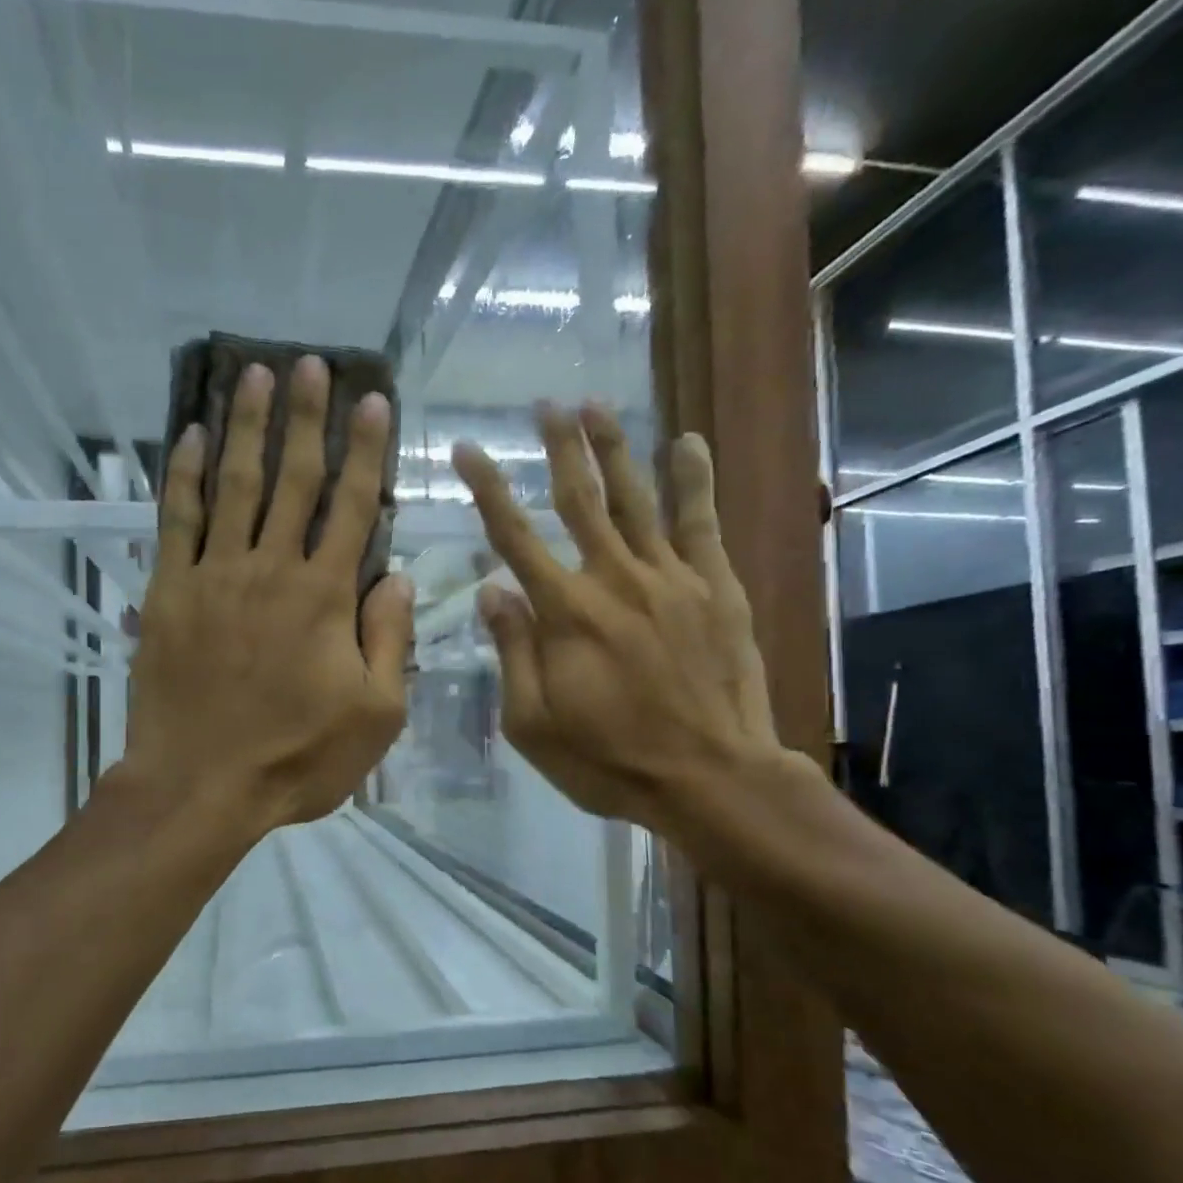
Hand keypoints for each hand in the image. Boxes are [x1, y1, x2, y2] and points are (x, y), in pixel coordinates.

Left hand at [121, 357, 414, 835]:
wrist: (200, 786)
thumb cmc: (296, 759)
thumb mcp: (374, 716)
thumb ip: (389, 642)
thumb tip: (398, 579)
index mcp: (325, 598)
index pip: (353, 507)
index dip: (366, 451)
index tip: (372, 401)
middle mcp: (271, 570)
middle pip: (293, 480)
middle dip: (305, 417)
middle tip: (308, 363)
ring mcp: (214, 576)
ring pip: (233, 485)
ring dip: (245, 427)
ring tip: (253, 375)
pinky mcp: (168, 593)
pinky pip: (176, 521)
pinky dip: (182, 475)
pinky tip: (188, 436)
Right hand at [452, 403, 787, 836]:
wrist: (710, 778)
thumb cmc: (609, 760)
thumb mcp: (534, 723)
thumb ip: (513, 653)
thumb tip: (492, 591)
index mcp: (565, 614)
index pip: (515, 538)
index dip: (488, 490)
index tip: (468, 449)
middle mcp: (614, 579)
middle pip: (581, 500)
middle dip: (560, 448)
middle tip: (546, 404)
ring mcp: (670, 578)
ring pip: (636, 499)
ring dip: (614, 448)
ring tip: (596, 405)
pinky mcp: (715, 587)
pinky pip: (700, 522)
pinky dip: (693, 480)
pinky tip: (686, 442)